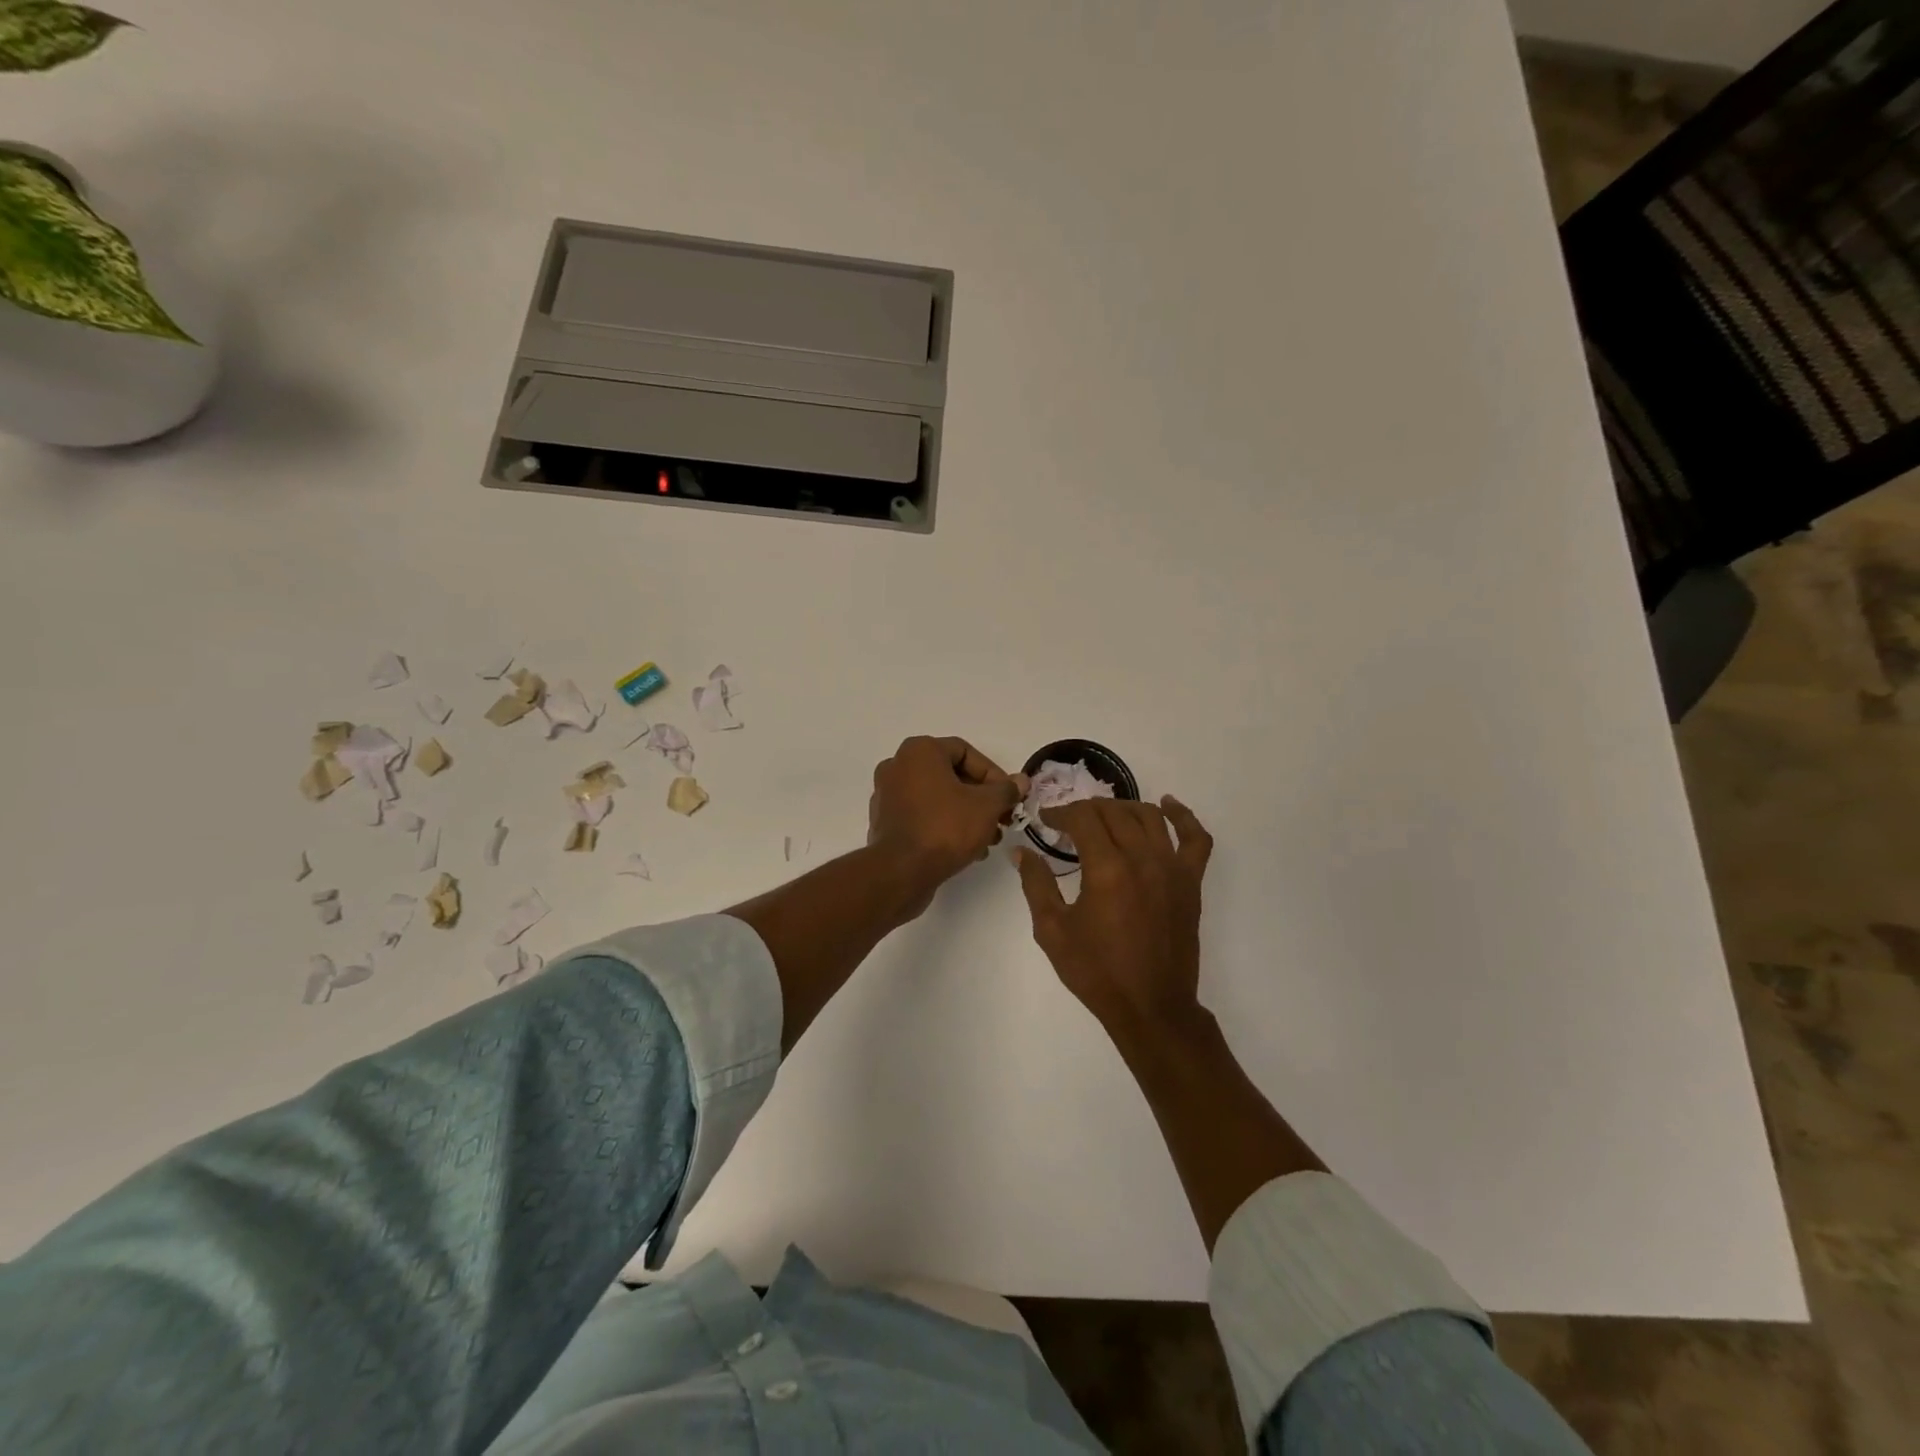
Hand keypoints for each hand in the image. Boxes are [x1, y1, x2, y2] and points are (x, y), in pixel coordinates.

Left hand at [869, 737, 1025, 900]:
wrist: (901, 872)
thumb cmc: (945, 828)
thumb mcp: (987, 806)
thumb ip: (1006, 790)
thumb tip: (1021, 781)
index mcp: (919, 751)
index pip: (966, 752)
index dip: (993, 774)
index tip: (1009, 797)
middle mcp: (898, 766)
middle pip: (951, 775)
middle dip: (982, 798)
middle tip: (1002, 819)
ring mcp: (887, 795)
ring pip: (938, 798)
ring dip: (967, 814)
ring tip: (989, 839)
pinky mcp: (885, 822)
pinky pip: (923, 815)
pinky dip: (945, 825)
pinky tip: (968, 849)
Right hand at [1014, 796, 1214, 1043]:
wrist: (1150, 1007)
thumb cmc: (1096, 972)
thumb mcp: (1053, 930)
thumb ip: (1036, 884)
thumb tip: (1021, 852)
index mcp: (1107, 870)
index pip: (1083, 819)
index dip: (1061, 813)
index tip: (1046, 819)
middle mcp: (1142, 859)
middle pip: (1113, 812)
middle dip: (1086, 809)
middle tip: (1068, 822)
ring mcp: (1172, 868)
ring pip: (1149, 816)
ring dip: (1122, 808)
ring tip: (1104, 816)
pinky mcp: (1190, 882)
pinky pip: (1195, 838)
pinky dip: (1183, 816)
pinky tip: (1168, 805)